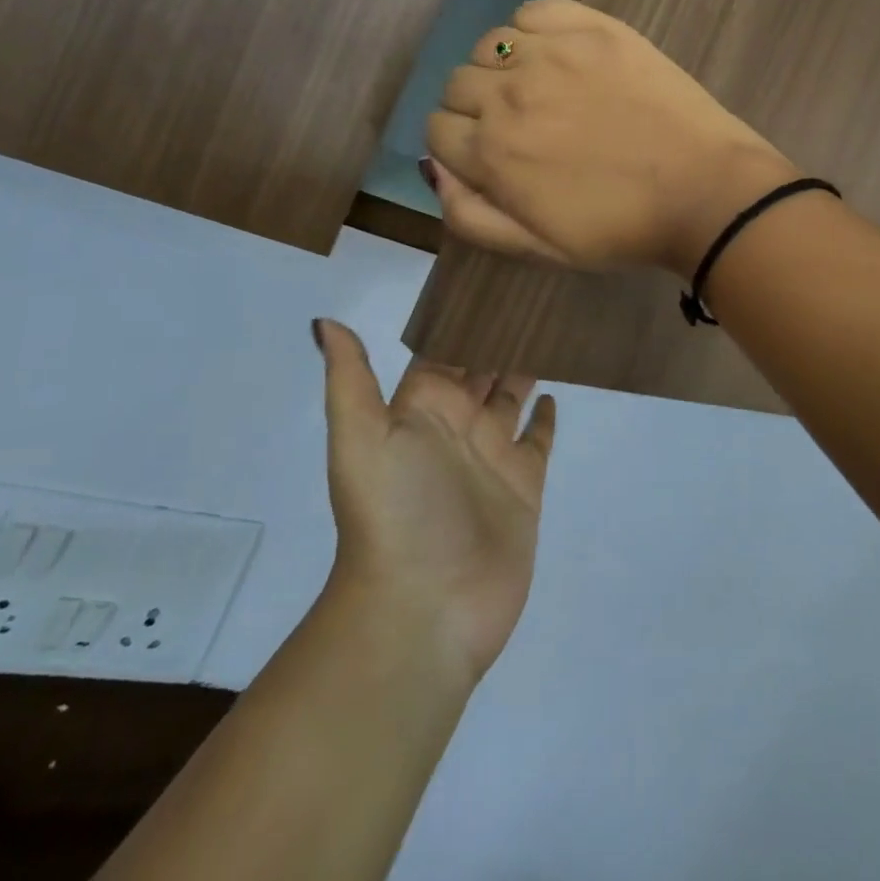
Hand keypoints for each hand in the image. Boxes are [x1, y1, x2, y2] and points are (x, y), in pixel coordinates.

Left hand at [315, 320, 554, 683]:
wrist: (425, 608)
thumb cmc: (396, 512)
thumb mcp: (361, 438)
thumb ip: (350, 377)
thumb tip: (324, 322)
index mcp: (421, 407)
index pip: (444, 346)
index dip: (463, 314)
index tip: (491, 273)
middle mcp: (457, 423)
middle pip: (482, 364)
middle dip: (500, 332)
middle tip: (534, 287)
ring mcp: (492, 454)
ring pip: (513, 395)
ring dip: (526, 364)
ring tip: (552, 324)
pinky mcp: (524, 484)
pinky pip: (537, 439)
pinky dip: (544, 416)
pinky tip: (555, 391)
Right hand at [424, 0, 796, 272]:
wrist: (704, 191)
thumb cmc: (621, 228)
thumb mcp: (537, 249)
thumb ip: (470, 216)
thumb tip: (434, 171)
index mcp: (491, 151)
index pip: (437, 129)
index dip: (461, 145)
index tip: (493, 156)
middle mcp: (509, 93)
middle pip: (458, 84)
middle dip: (477, 108)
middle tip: (523, 128)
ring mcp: (552, 53)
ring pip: (490, 44)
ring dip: (502, 67)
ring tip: (542, 89)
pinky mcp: (593, 28)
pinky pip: (534, 11)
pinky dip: (534, 29)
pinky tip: (558, 54)